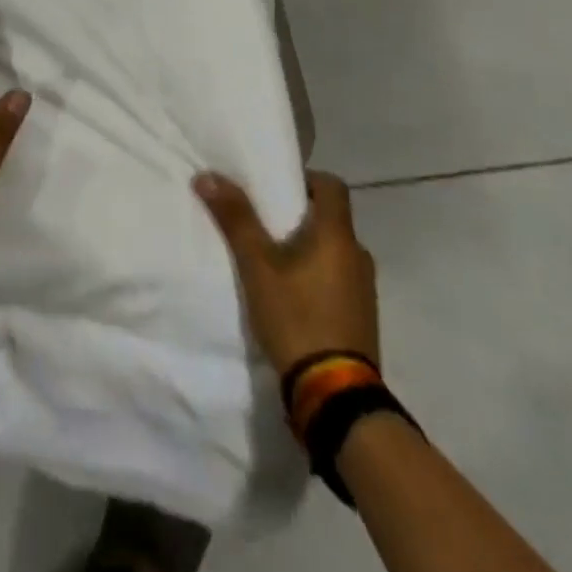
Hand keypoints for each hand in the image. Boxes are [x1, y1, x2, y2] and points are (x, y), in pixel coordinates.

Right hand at [194, 168, 379, 375]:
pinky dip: (316, 275)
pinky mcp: (361, 317)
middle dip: (298, 215)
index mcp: (338, 235)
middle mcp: (358, 255)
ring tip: (271, 259)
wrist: (335, 396)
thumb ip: (235, 218)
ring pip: (333, 250)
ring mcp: (364, 289)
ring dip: (307, 247)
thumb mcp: (257, 265)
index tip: (275, 187)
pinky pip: (337, 279)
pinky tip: (290, 294)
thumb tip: (208, 175)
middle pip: (330, 218)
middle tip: (263, 222)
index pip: (332, 185)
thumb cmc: (297, 317)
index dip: (305, 179)